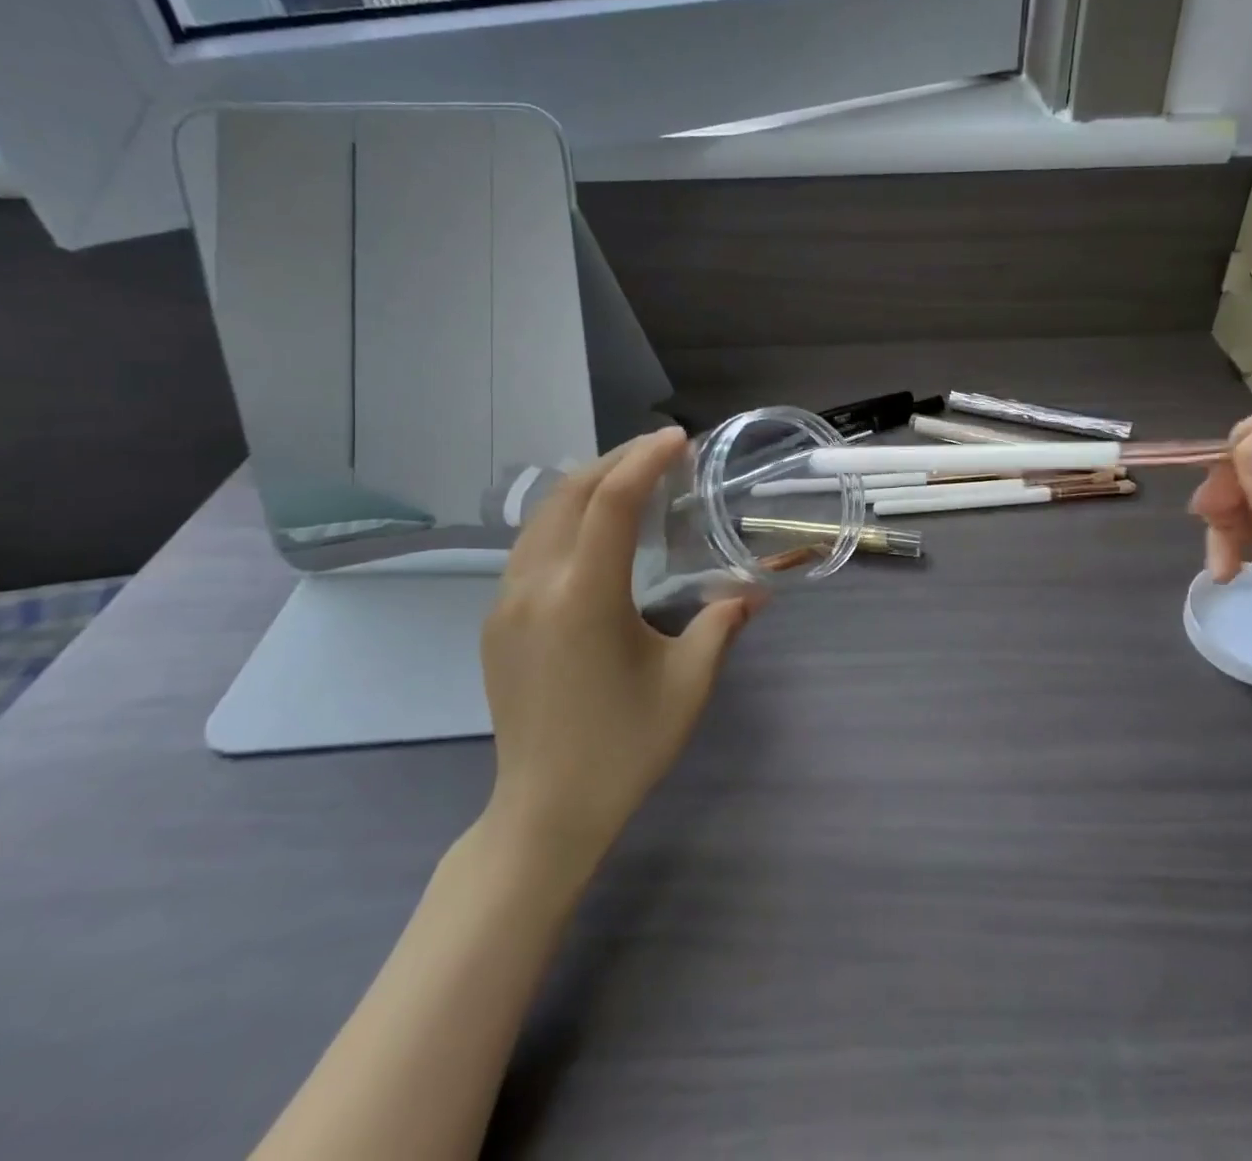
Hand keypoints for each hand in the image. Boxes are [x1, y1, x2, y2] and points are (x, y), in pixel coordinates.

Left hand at [480, 428, 753, 859]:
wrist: (545, 811)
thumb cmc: (625, 746)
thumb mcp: (688, 682)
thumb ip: (722, 623)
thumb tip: (755, 590)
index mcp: (584, 597)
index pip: (612, 502)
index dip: (646, 460)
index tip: (679, 439)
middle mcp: (535, 586)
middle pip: (570, 493)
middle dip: (616, 460)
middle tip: (662, 451)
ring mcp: (506, 602)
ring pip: (543, 515)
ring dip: (587, 485)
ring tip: (632, 479)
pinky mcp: (496, 620)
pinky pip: (530, 545)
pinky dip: (566, 517)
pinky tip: (597, 530)